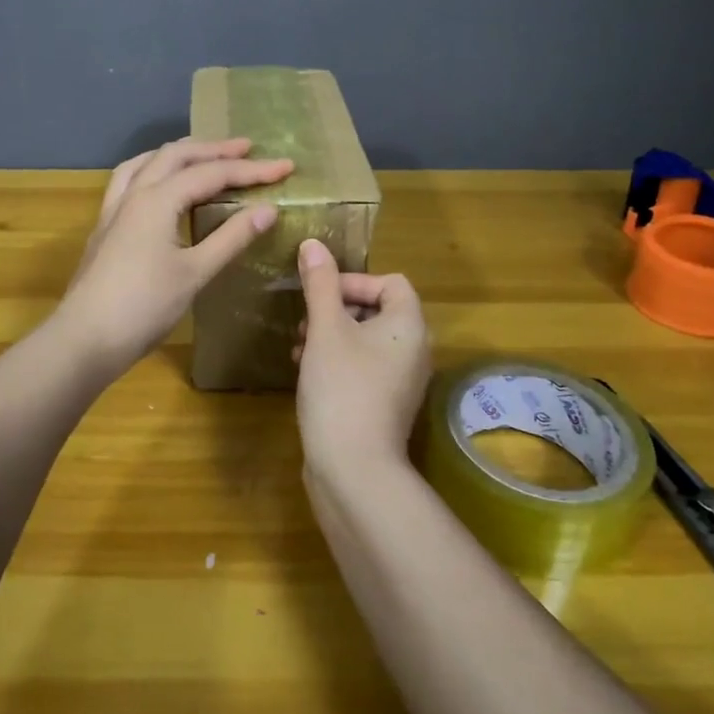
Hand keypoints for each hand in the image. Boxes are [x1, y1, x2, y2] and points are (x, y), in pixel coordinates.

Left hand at [58, 137, 293, 371]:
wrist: (85, 338)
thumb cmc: (144, 307)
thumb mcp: (195, 273)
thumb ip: (231, 238)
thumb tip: (268, 209)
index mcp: (157, 200)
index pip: (211, 173)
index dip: (251, 170)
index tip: (285, 167)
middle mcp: (134, 193)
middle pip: (177, 155)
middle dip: (215, 149)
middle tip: (249, 149)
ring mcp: (115, 208)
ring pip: (148, 161)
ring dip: (181, 153)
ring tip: (205, 154)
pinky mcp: (106, 225)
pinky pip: (130, 179)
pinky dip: (153, 169)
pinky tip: (160, 183)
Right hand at [292, 238, 430, 477]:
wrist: (354, 469)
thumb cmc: (342, 387)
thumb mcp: (326, 328)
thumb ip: (320, 284)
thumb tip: (313, 244)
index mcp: (409, 326)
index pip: (391, 282)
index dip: (354, 280)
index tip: (320, 295)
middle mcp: (414, 351)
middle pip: (377, 310)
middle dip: (336, 309)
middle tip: (304, 322)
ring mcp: (401, 382)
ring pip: (365, 341)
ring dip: (331, 335)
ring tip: (299, 347)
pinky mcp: (384, 406)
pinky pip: (362, 368)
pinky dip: (336, 362)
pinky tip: (306, 372)